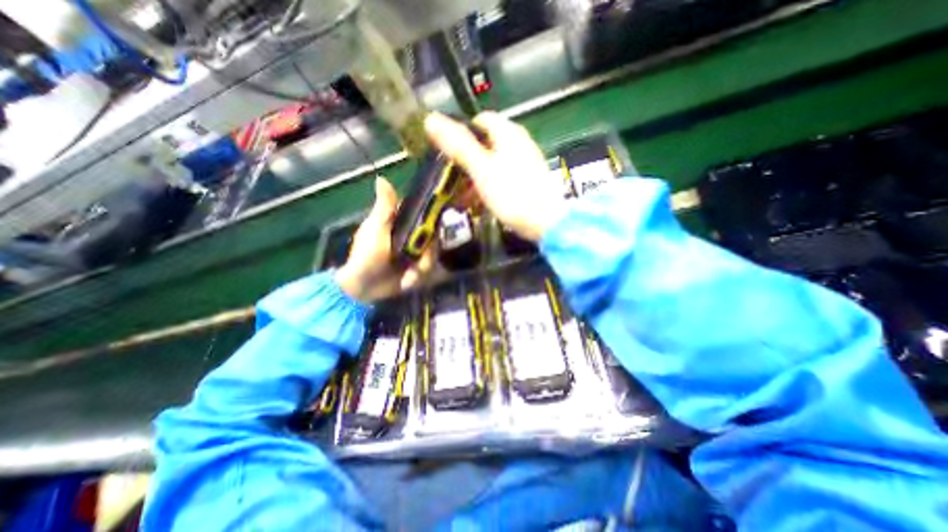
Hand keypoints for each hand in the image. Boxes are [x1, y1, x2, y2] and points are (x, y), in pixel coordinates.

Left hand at [336, 177, 433, 303]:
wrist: (363, 288)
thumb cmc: (366, 255)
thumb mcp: (375, 229)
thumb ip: (384, 207)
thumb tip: (381, 178)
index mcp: (401, 222)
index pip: (424, 214)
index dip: (432, 218)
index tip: (434, 228)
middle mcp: (412, 235)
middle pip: (433, 237)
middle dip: (427, 253)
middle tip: (419, 263)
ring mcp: (416, 252)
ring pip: (432, 254)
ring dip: (422, 267)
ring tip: (408, 277)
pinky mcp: (417, 267)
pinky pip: (428, 268)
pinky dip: (419, 276)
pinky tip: (407, 282)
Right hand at [427, 113, 565, 240]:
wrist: (545, 223)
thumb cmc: (512, 194)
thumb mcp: (481, 169)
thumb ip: (458, 145)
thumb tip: (431, 119)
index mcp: (508, 133)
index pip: (480, 121)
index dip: (461, 133)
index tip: (447, 153)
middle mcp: (518, 143)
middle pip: (485, 144)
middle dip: (466, 162)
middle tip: (452, 180)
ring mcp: (525, 162)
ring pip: (492, 163)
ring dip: (474, 178)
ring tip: (461, 198)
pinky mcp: (527, 181)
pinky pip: (502, 178)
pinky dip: (488, 187)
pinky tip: (479, 203)